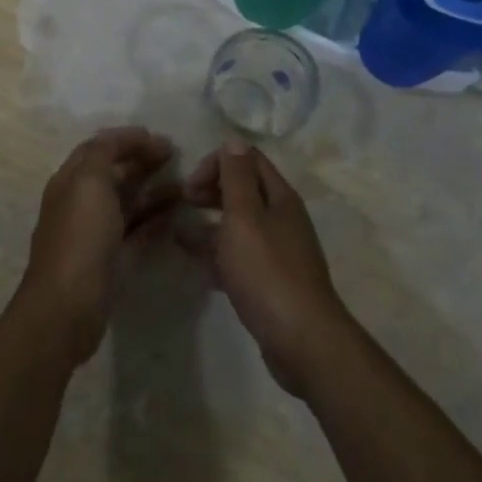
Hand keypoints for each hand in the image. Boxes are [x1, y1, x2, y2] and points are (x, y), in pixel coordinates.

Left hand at [19, 127, 178, 365]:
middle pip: (114, 172)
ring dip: (152, 189)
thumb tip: (122, 141)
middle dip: (142, 160)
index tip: (159, 137)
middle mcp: (80, 202)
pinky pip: (135, 230)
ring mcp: (94, 232)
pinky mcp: (109, 258)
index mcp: (71, 180)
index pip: (99, 147)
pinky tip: (175, 215)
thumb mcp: (89, 182)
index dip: (127, 139)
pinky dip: (153, 218)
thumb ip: (103, 153)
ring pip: (126, 201)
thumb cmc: (80, 237)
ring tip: (183, 185)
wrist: (67, 306)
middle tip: (176, 156)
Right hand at [180, 142, 355, 398]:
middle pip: (244, 191)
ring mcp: (279, 252)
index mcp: (279, 197)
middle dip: (212, 191)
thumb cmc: (267, 271)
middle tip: (183, 202)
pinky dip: (219, 257)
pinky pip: (241, 259)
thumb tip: (234, 141)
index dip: (217, 164)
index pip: (248, 160)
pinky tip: (199, 268)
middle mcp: (282, 219)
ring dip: (210, 225)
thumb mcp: (245, 217)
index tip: (191, 185)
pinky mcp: (271, 283)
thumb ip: (237, 178)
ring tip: (179, 235)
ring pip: (240, 227)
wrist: (302, 340)